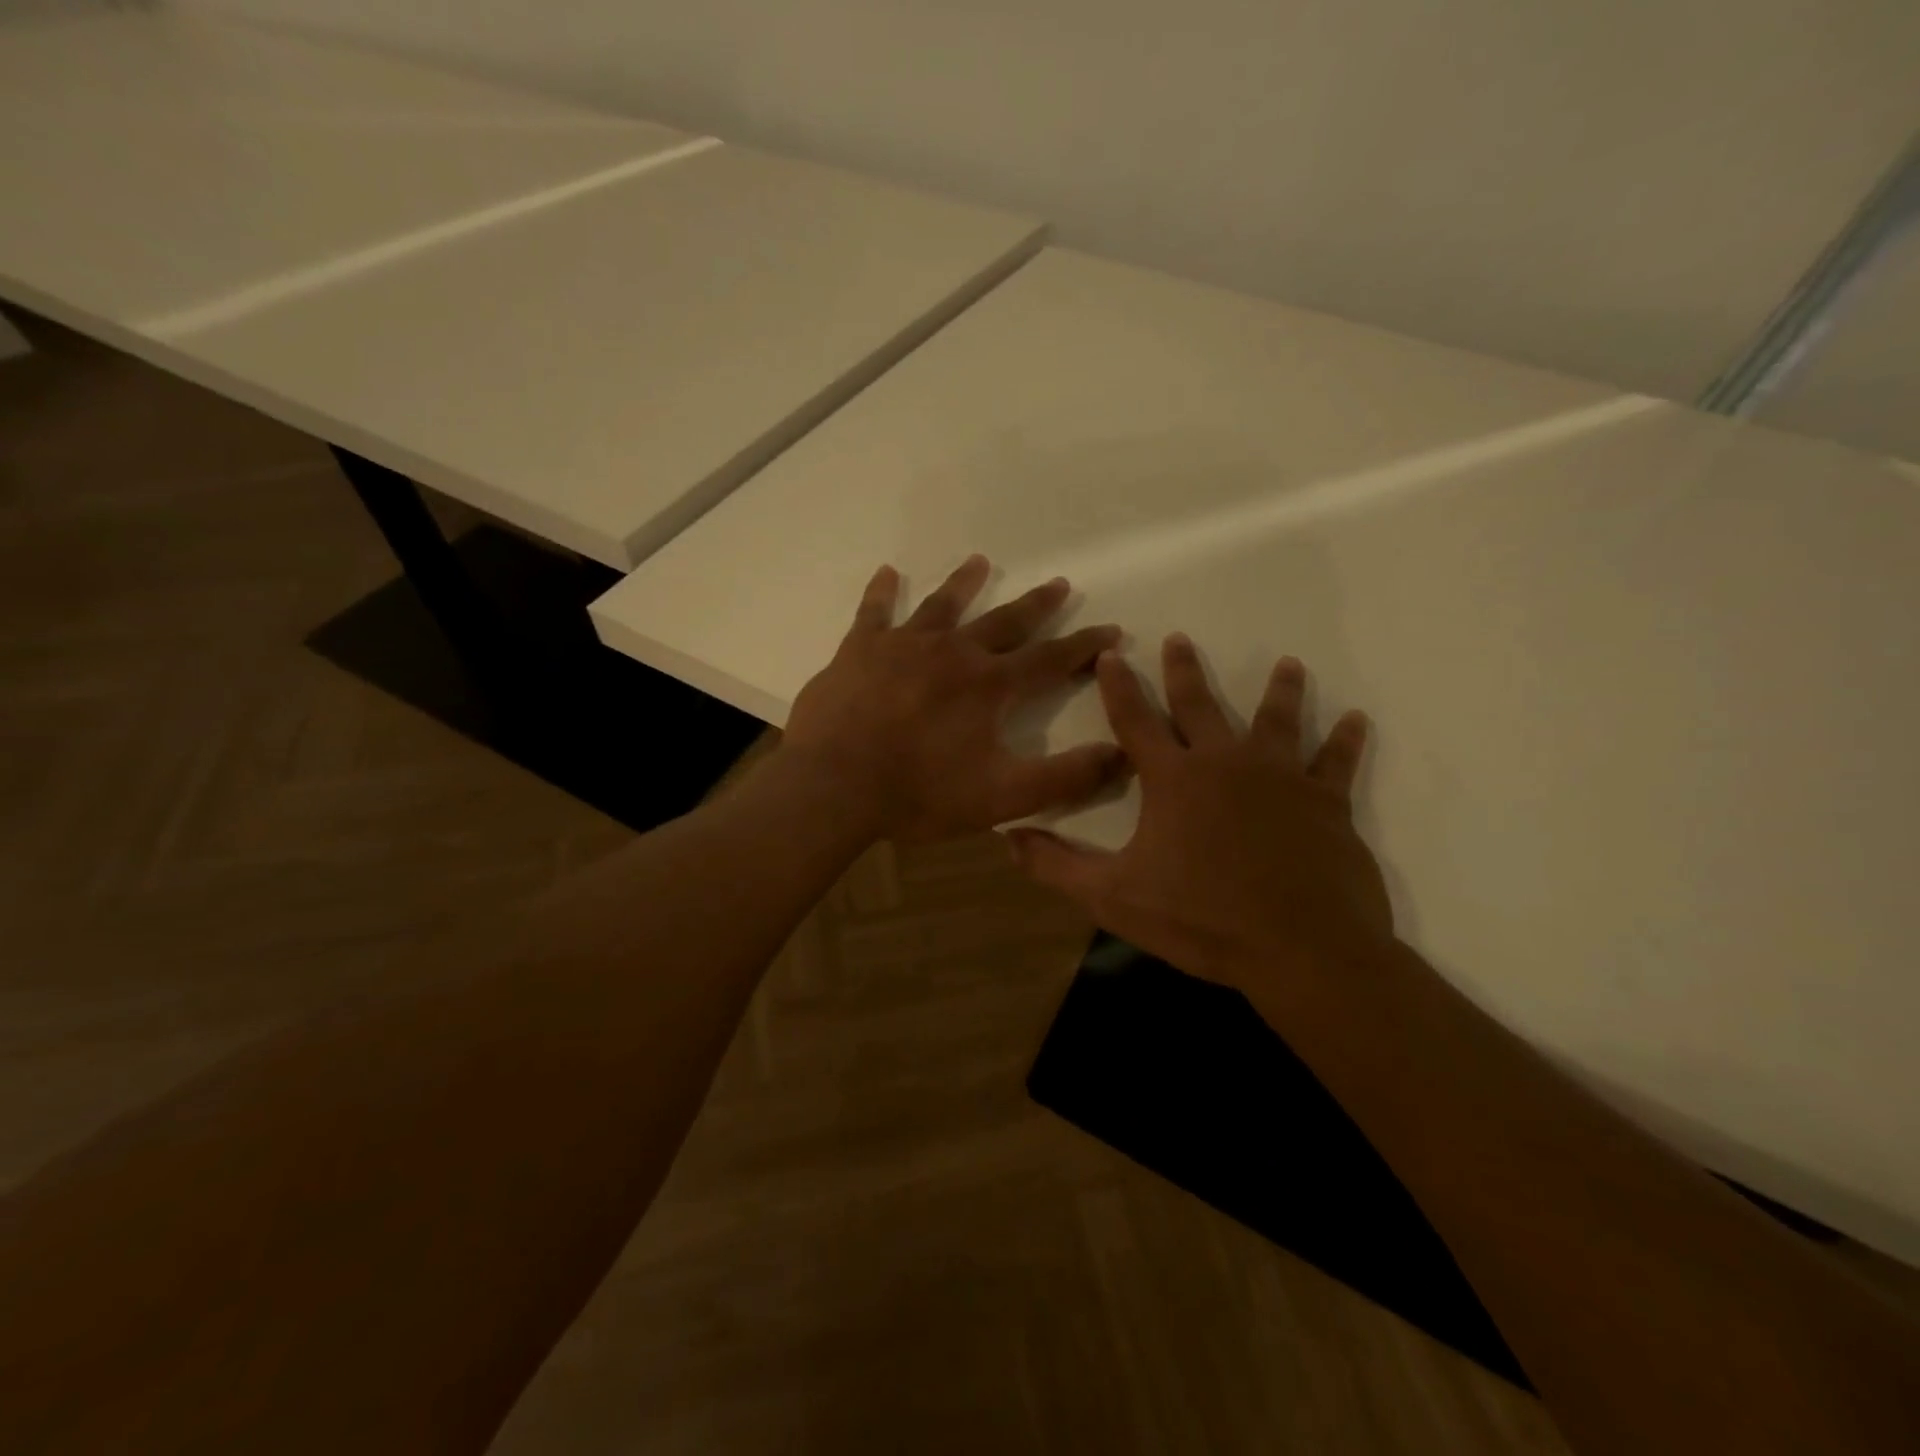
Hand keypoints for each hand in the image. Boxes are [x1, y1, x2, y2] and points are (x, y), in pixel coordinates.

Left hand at [782, 555, 1127, 843]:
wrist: (834, 788)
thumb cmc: (919, 794)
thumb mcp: (1003, 798)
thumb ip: (1064, 778)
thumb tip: (1122, 754)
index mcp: (989, 686)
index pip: (1050, 659)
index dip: (1084, 646)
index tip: (1111, 629)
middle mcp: (953, 653)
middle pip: (1004, 621)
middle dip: (1036, 604)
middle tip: (1059, 583)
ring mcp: (903, 646)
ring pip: (942, 606)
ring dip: (964, 583)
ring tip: (980, 561)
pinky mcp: (860, 650)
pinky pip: (874, 612)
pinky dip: (881, 592)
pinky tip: (886, 572)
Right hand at [1007, 635, 1394, 1001]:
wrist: (1300, 950)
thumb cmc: (1201, 919)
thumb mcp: (1113, 897)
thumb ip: (1057, 865)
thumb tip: (1007, 837)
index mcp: (1173, 779)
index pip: (1135, 720)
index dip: (1118, 687)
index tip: (1110, 655)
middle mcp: (1225, 763)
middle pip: (1199, 706)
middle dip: (1184, 671)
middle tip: (1179, 638)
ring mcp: (1280, 778)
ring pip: (1276, 720)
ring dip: (1279, 690)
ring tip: (1287, 663)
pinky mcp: (1325, 802)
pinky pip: (1336, 762)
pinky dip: (1344, 740)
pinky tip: (1355, 720)